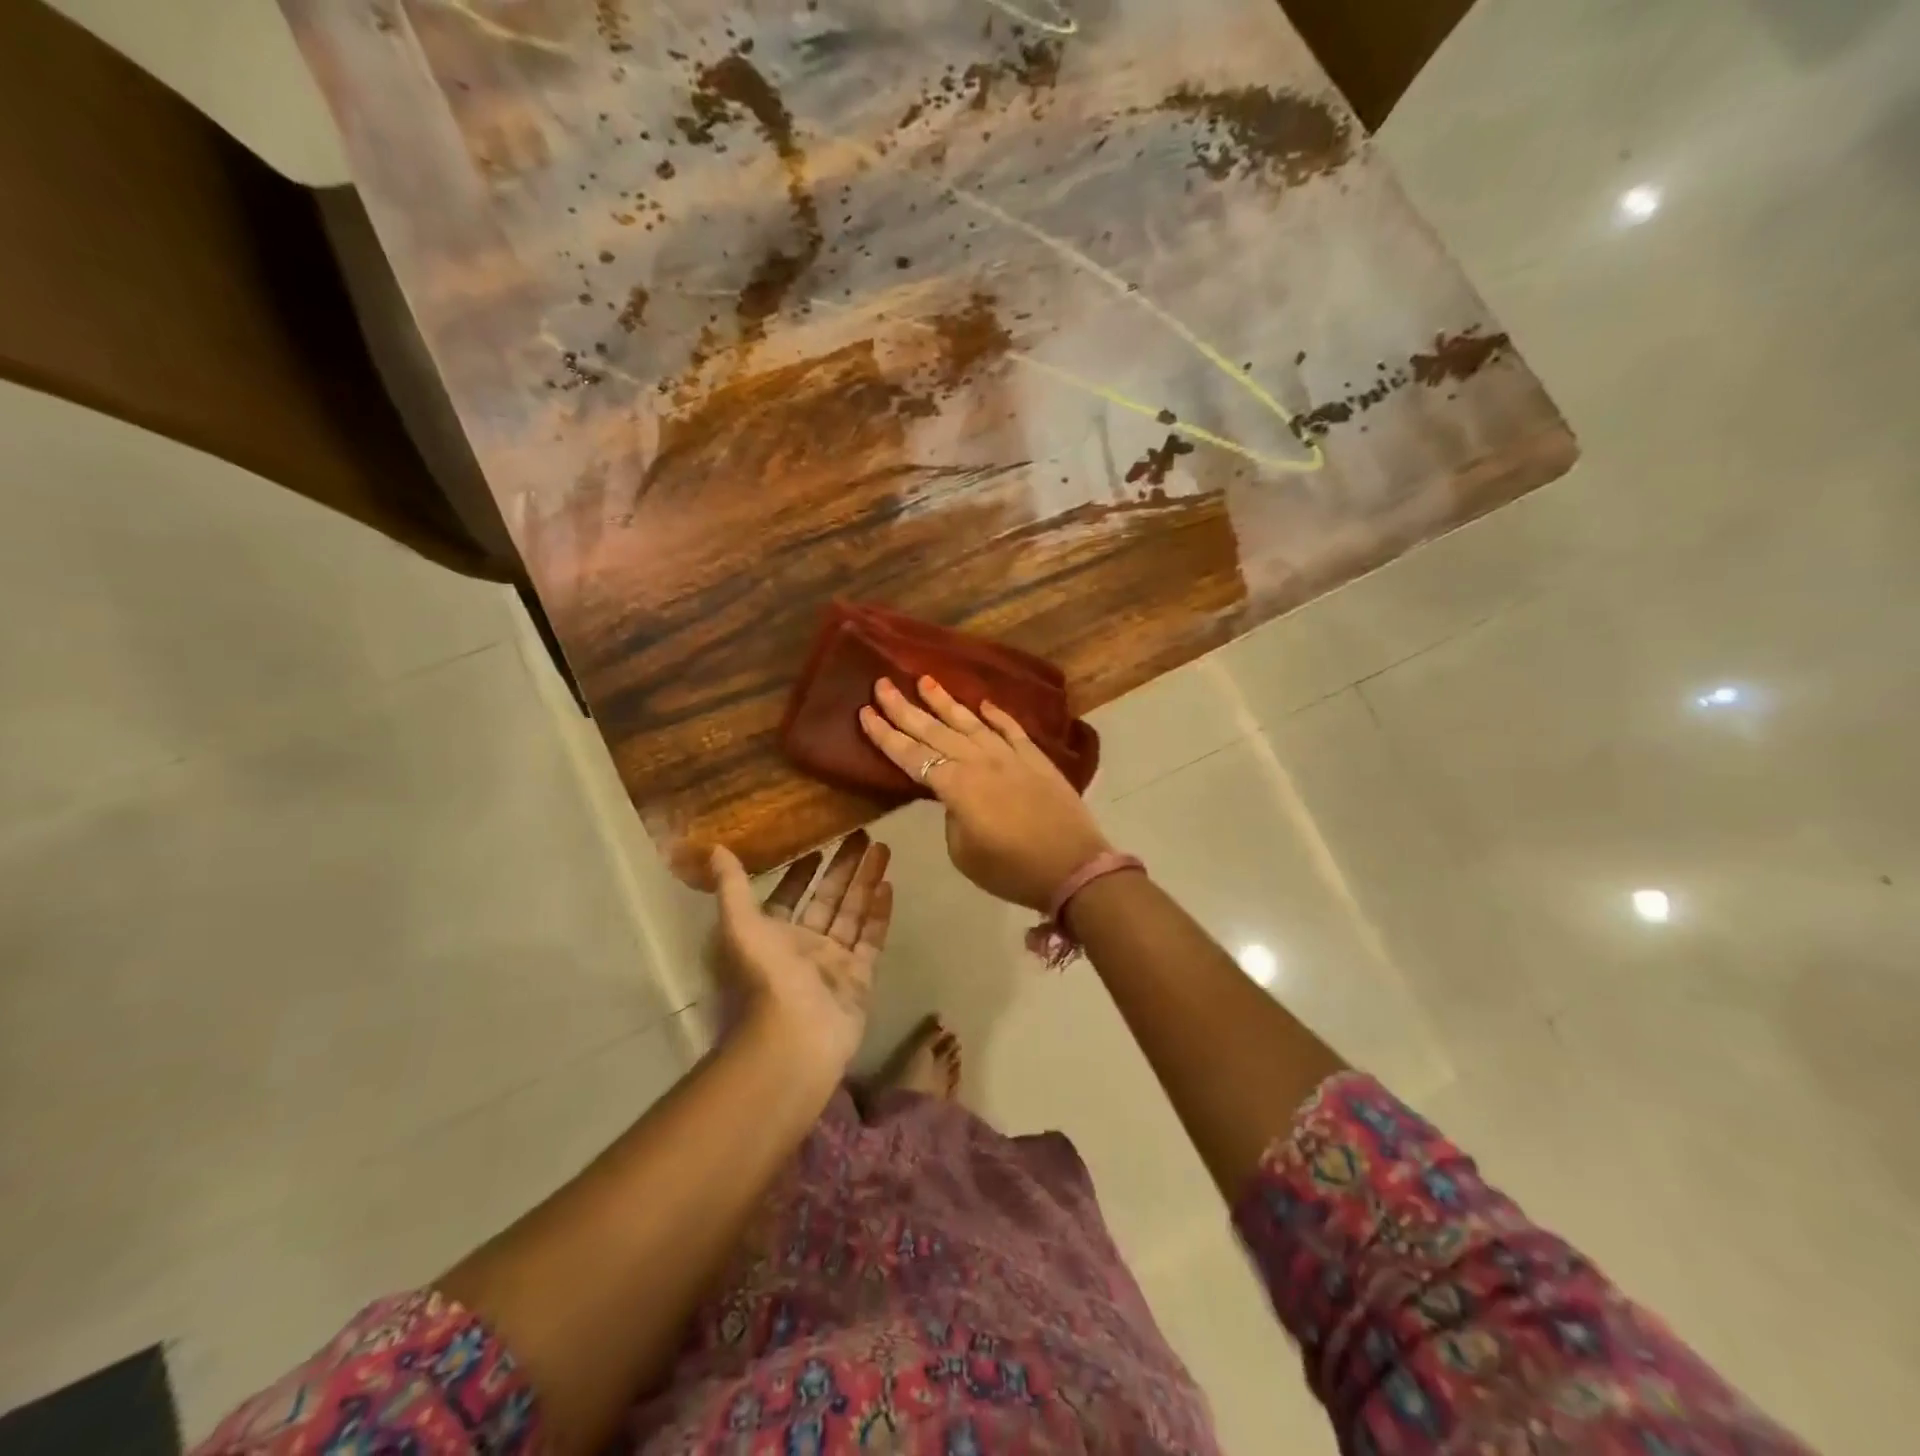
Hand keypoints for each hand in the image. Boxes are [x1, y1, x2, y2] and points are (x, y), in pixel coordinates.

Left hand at [704, 832, 891, 1078]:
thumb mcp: (739, 926)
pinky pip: (871, 939)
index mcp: (771, 936)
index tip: (817, 846)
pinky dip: (879, 914)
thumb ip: (732, 887)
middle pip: (827, 899)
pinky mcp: (859, 978)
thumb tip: (714, 848)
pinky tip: (888, 885)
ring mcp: (833, 963)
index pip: (789, 896)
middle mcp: (803, 947)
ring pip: (852, 913)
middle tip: (862, 835)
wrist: (795, 1039)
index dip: (800, 872)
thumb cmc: (764, 978)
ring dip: (865, 881)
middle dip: (843, 868)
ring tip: (883, 848)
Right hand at [860, 676, 1111, 911]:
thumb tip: (956, 799)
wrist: (1075, 867)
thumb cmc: (1013, 870)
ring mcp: (1010, 756)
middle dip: (905, 708)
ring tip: (924, 680)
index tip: (865, 712)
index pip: (911, 755)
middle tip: (882, 684)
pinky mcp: (1036, 759)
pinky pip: (1012, 730)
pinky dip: (996, 715)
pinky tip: (983, 704)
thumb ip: (953, 817)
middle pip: (935, 731)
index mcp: (957, 786)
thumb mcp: (965, 853)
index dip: (885, 735)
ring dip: (945, 702)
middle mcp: (979, 762)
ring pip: (971, 722)